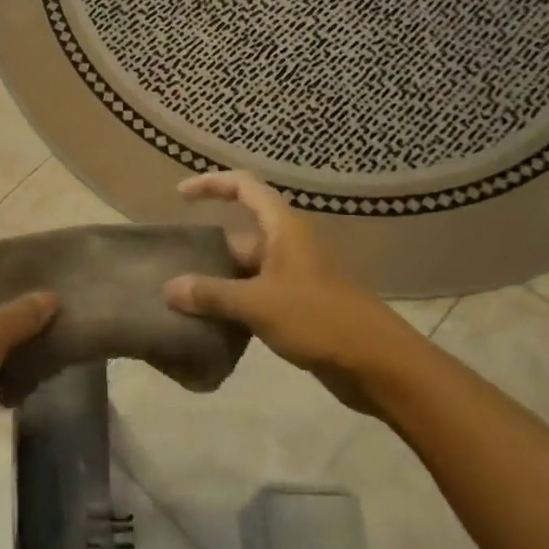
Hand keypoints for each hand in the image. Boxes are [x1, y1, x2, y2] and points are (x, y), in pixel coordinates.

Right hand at [163, 170, 416, 412]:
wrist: (379, 365)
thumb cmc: (319, 319)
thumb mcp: (258, 303)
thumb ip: (211, 294)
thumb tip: (170, 288)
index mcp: (283, 228)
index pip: (244, 187)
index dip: (211, 184)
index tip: (180, 195)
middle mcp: (289, 245)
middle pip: (240, 234)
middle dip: (208, 249)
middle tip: (171, 267)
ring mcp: (296, 276)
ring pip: (247, 270)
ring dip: (219, 281)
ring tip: (182, 299)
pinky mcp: (300, 307)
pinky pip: (258, 295)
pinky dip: (235, 304)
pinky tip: (212, 324)